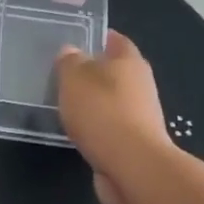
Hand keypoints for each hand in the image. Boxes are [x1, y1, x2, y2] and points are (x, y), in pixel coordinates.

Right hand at [54, 30, 172, 203]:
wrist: (132, 166)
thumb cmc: (102, 113)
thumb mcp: (74, 79)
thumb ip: (69, 62)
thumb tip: (70, 51)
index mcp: (129, 61)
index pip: (115, 40)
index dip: (98, 37)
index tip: (76, 39)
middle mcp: (140, 85)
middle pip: (115, 71)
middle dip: (93, 72)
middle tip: (63, 74)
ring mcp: (140, 115)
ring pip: (112, 101)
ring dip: (94, 102)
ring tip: (66, 104)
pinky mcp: (134, 142)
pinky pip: (110, 127)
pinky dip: (96, 127)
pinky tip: (78, 131)